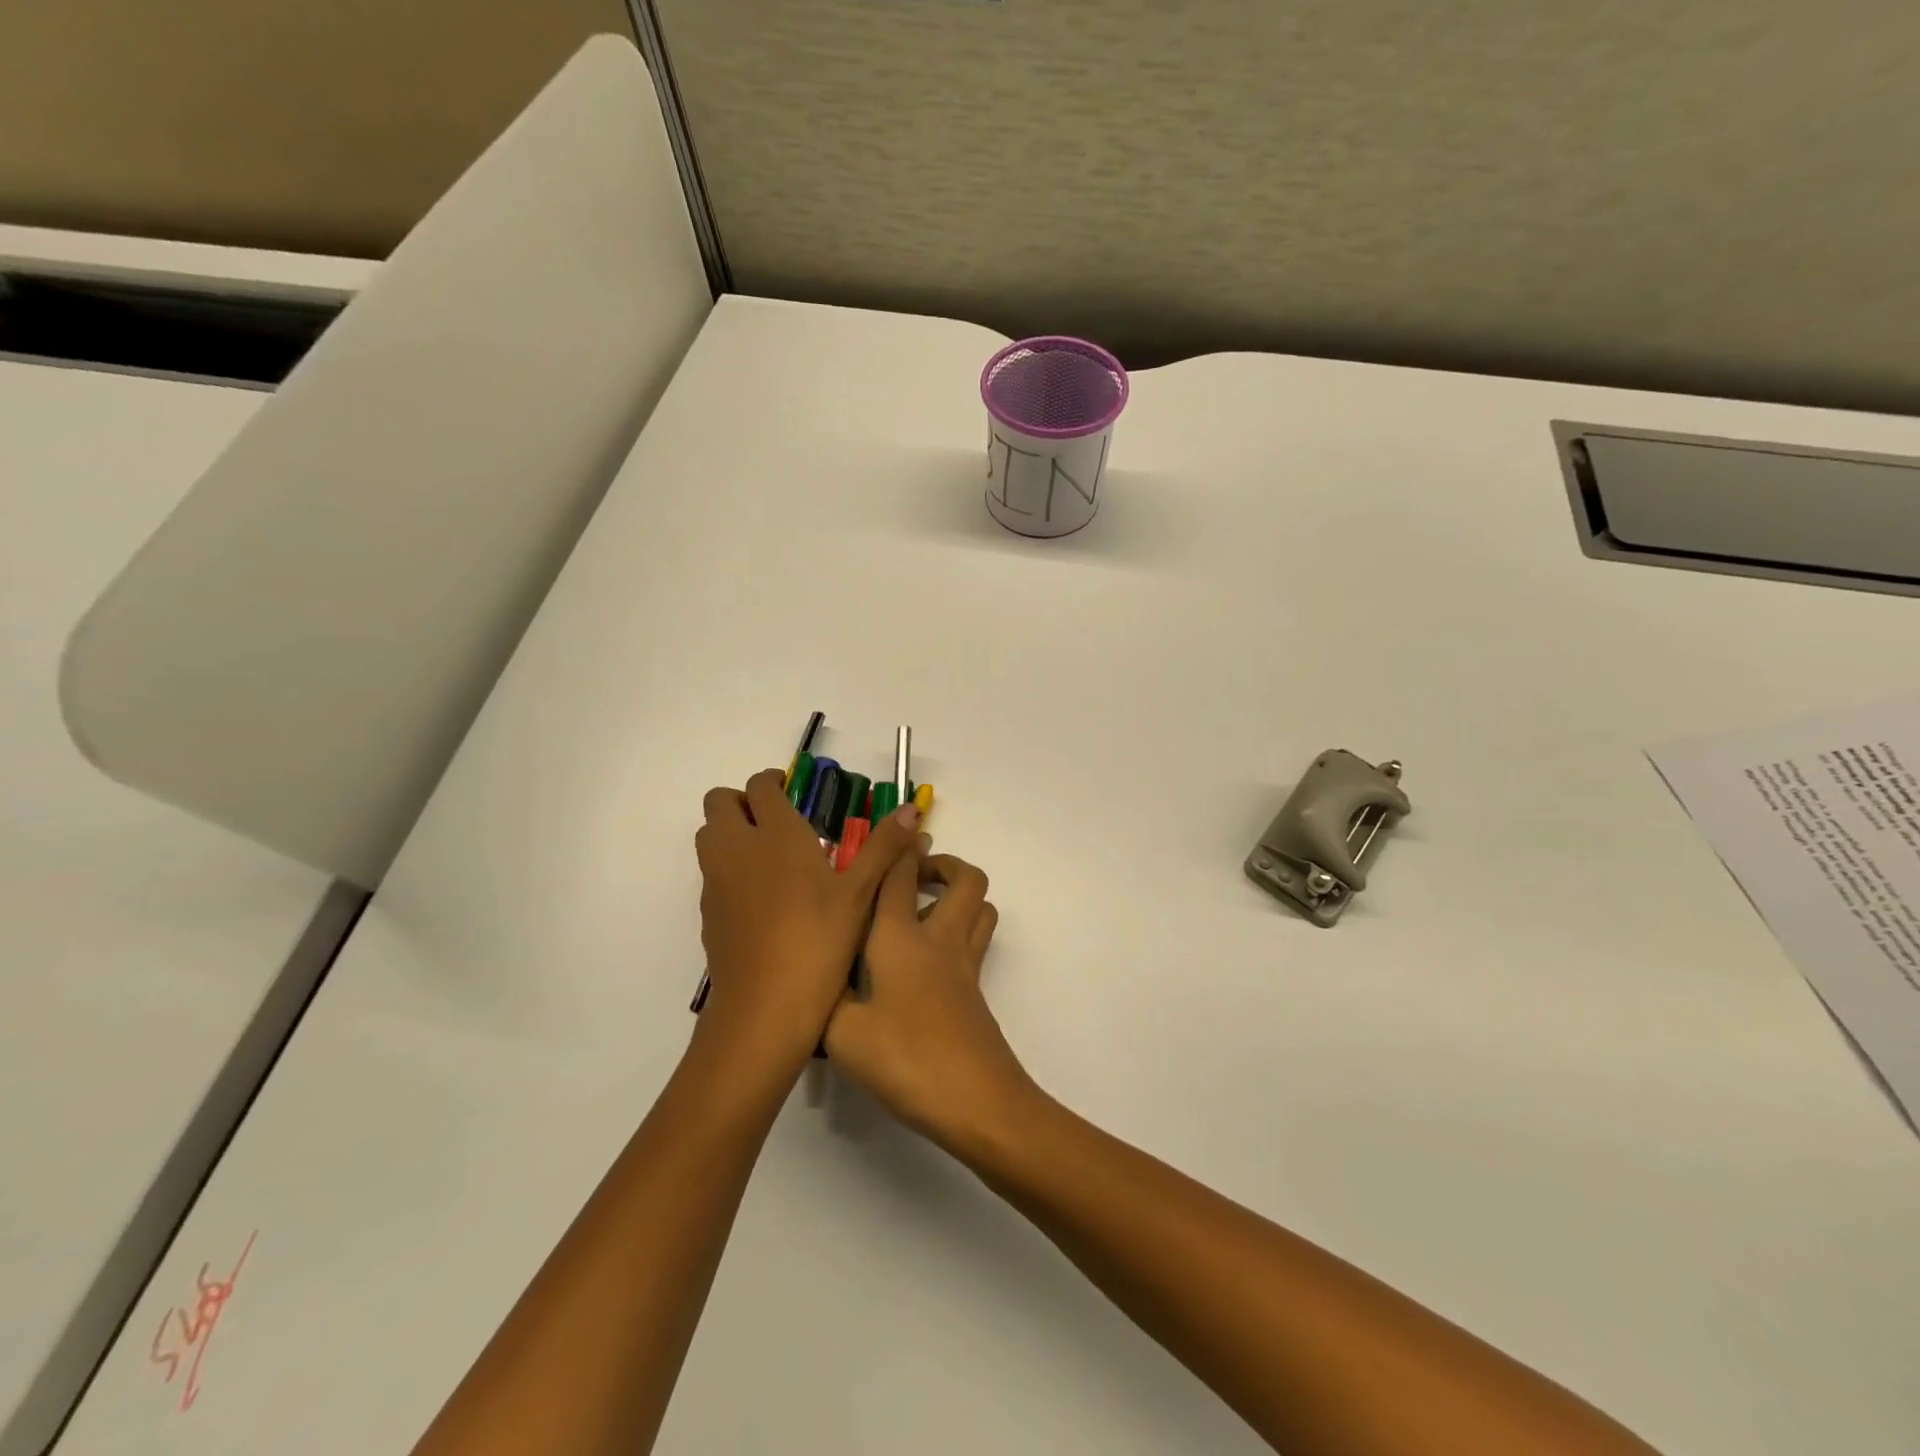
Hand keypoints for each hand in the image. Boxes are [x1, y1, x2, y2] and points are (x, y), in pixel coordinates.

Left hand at [696, 768, 920, 1068]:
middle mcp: (737, 848)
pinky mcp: (707, 912)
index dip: (773, 782)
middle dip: (744, 802)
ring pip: (710, 835)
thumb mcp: (861, 894)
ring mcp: (716, 881)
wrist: (764, 1008)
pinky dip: (729, 868)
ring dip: (731, 832)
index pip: (759, 785)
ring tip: (770, 856)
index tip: (795, 795)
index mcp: (775, 834)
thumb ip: (884, 846)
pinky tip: (763, 899)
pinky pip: (711, 872)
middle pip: (720, 802)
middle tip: (778, 821)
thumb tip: (910, 808)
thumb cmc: (819, 942)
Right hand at [824, 848, 1033, 1151]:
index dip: (896, 848)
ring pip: (980, 906)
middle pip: (964, 878)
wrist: (976, 1101)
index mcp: (899, 938)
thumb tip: (813, 978)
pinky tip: (927, 959)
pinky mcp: (976, 991)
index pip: (899, 876)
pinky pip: (975, 939)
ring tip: (923, 909)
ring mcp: (964, 965)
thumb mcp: (842, 1033)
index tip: (889, 834)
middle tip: (911, 877)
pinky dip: (960, 928)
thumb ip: (824, 998)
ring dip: (959, 894)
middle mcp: (938, 939)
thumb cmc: (905, 1059)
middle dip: (941, 864)